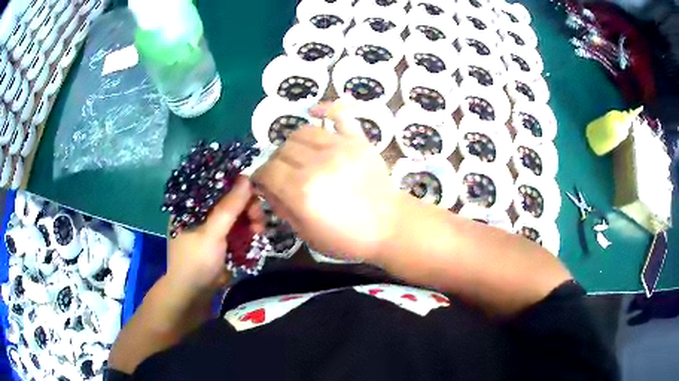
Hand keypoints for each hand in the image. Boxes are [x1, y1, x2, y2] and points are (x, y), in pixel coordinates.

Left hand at [166, 176, 264, 295]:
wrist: (194, 294)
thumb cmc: (196, 261)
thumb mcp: (212, 234)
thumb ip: (229, 207)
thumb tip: (247, 179)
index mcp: (191, 204)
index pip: (215, 184)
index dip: (235, 185)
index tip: (253, 194)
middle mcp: (202, 211)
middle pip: (229, 199)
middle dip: (247, 207)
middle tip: (258, 219)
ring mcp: (212, 226)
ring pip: (237, 213)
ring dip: (251, 220)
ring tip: (259, 232)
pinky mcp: (221, 238)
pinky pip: (238, 228)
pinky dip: (248, 230)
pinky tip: (256, 236)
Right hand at [252, 101, 401, 261]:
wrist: (389, 227)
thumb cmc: (347, 238)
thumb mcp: (306, 234)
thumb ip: (282, 208)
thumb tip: (267, 189)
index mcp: (301, 191)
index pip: (267, 171)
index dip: (260, 177)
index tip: (264, 183)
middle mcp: (317, 164)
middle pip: (282, 150)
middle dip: (276, 163)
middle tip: (284, 174)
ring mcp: (339, 148)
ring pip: (302, 132)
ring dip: (294, 144)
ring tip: (301, 155)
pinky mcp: (358, 140)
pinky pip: (339, 114)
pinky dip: (325, 110)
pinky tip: (316, 113)